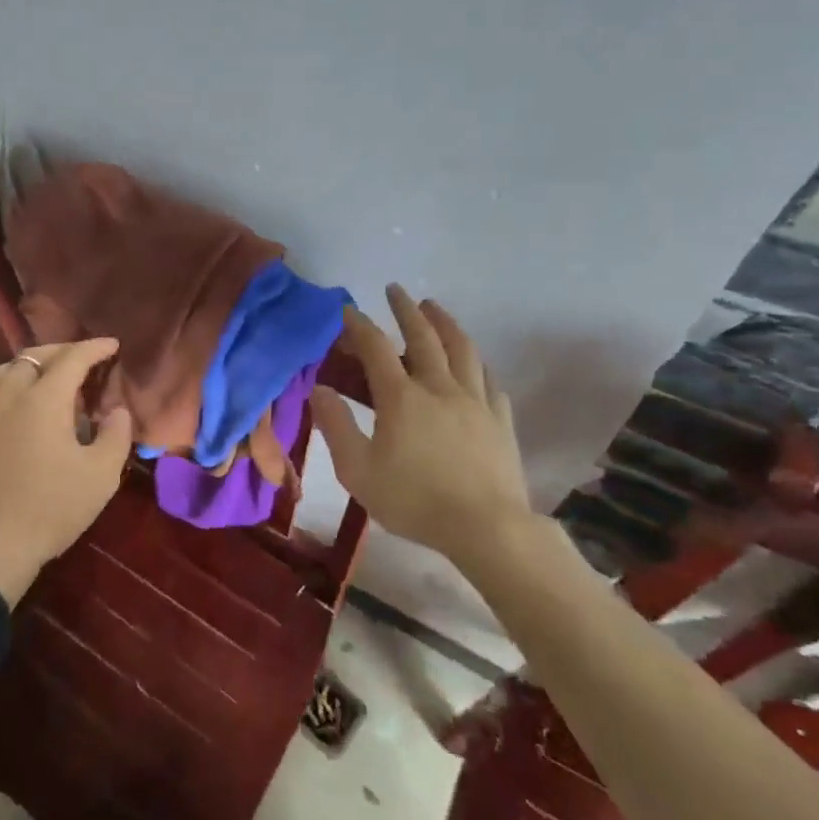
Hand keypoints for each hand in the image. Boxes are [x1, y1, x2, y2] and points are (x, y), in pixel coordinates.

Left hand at [0, 340, 134, 603]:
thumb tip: (116, 409)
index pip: (73, 357)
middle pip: (35, 356)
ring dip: (27, 368)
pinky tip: (4, 406)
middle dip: (62, 352)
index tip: (112, 345)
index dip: (95, 347)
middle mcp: (6, 391)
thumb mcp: (100, 477)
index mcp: (44, 398)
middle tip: (81, 361)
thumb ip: (116, 434)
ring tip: (42, 381)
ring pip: (2, 370)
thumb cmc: (49, 511)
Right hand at [312, 284, 533, 563]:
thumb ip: (336, 426)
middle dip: (406, 310)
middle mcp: (439, 387)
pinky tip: (474, 365)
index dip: (360, 324)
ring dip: (446, 323)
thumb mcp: (358, 471)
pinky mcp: (500, 420)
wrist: (487, 529)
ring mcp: (475, 401)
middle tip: (396, 290)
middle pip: (423, 336)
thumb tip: (318, 389)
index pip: (375, 348)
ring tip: (435, 309)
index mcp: (401, 397)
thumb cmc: (414, 501)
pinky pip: (489, 380)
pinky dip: (476, 364)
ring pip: (462, 349)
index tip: (348, 310)